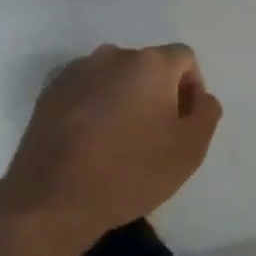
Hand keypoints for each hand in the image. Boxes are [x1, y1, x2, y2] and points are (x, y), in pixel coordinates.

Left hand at [0, 44, 221, 248]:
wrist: (51, 200)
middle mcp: (113, 55)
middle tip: (154, 134)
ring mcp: (76, 71)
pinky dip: (94, 107)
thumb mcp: (189, 150)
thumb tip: (200, 97)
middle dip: (157, 93)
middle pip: (148, 66)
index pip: (184, 59)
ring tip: (118, 140)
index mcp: (150, 63)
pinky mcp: (49, 92)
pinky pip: (86, 90)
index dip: (191, 88)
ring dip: (124, 98)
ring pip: (115, 78)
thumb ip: (206, 113)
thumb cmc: (129, 172)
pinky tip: (89, 142)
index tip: (183, 124)